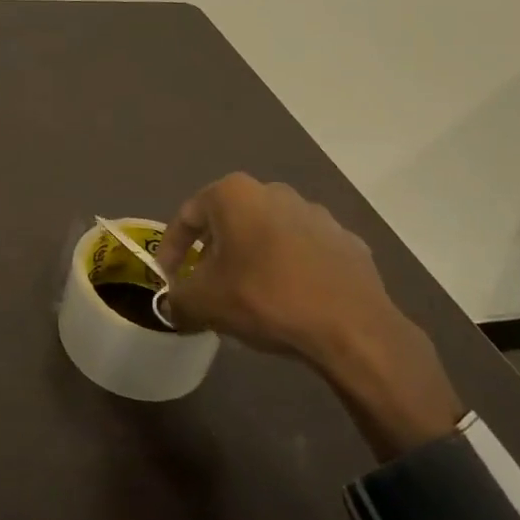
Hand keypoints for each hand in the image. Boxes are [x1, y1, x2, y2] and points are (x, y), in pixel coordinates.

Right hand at [158, 175, 463, 459]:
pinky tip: (288, 302)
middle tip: (205, 286)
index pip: (187, 215)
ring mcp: (316, 214)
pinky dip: (288, 270)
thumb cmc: (265, 299)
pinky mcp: (346, 242)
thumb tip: (173, 305)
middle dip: (212, 253)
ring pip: (268, 235)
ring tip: (246, 297)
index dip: (170, 249)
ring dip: (251, 260)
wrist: (352, 328)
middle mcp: (275, 192)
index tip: (167, 278)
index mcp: (235, 195)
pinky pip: (303, 253)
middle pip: (229, 221)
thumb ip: (177, 299)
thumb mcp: (203, 304)